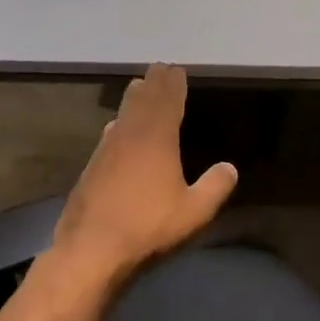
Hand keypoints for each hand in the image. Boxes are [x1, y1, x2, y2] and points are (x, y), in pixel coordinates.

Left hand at [53, 64, 237, 283]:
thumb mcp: (194, 212)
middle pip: (143, 102)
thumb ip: (215, 187)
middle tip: (159, 68)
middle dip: (153, 84)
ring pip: (123, 115)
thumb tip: (229, 167)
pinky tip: (115, 128)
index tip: (176, 69)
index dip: (173, 85)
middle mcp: (130, 137)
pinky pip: (110, 134)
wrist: (90, 252)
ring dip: (133, 99)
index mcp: (157, 140)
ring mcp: (106, 152)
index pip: (167, 102)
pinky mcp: (91, 169)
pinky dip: (118, 123)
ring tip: (139, 87)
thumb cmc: (148, 227)